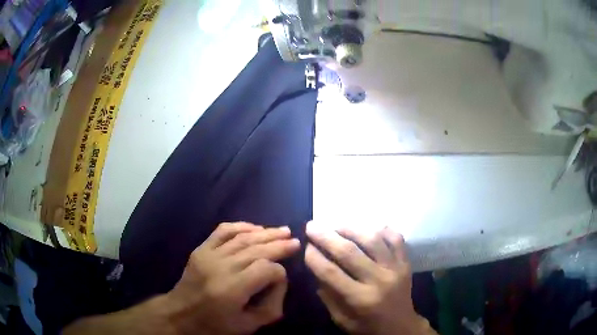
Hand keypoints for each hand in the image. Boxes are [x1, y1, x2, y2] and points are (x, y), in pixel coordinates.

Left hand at [164, 222, 299, 334]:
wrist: (180, 314)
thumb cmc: (215, 324)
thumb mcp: (249, 326)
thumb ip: (271, 306)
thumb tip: (280, 280)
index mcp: (232, 289)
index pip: (265, 270)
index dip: (279, 273)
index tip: (282, 278)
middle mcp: (221, 267)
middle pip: (256, 249)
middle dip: (279, 244)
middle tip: (295, 240)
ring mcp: (209, 255)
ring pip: (242, 238)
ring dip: (265, 232)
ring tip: (283, 230)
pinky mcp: (201, 249)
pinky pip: (222, 231)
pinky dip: (240, 226)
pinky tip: (255, 227)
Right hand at [304, 222, 435, 334]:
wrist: (401, 327)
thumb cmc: (368, 327)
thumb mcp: (342, 319)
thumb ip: (328, 296)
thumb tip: (316, 270)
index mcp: (361, 299)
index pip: (331, 273)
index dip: (315, 258)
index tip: (305, 247)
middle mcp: (379, 280)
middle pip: (349, 252)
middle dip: (326, 236)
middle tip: (312, 226)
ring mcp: (396, 269)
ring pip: (373, 240)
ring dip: (351, 229)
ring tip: (336, 226)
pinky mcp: (405, 263)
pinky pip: (396, 239)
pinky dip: (383, 230)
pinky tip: (369, 229)